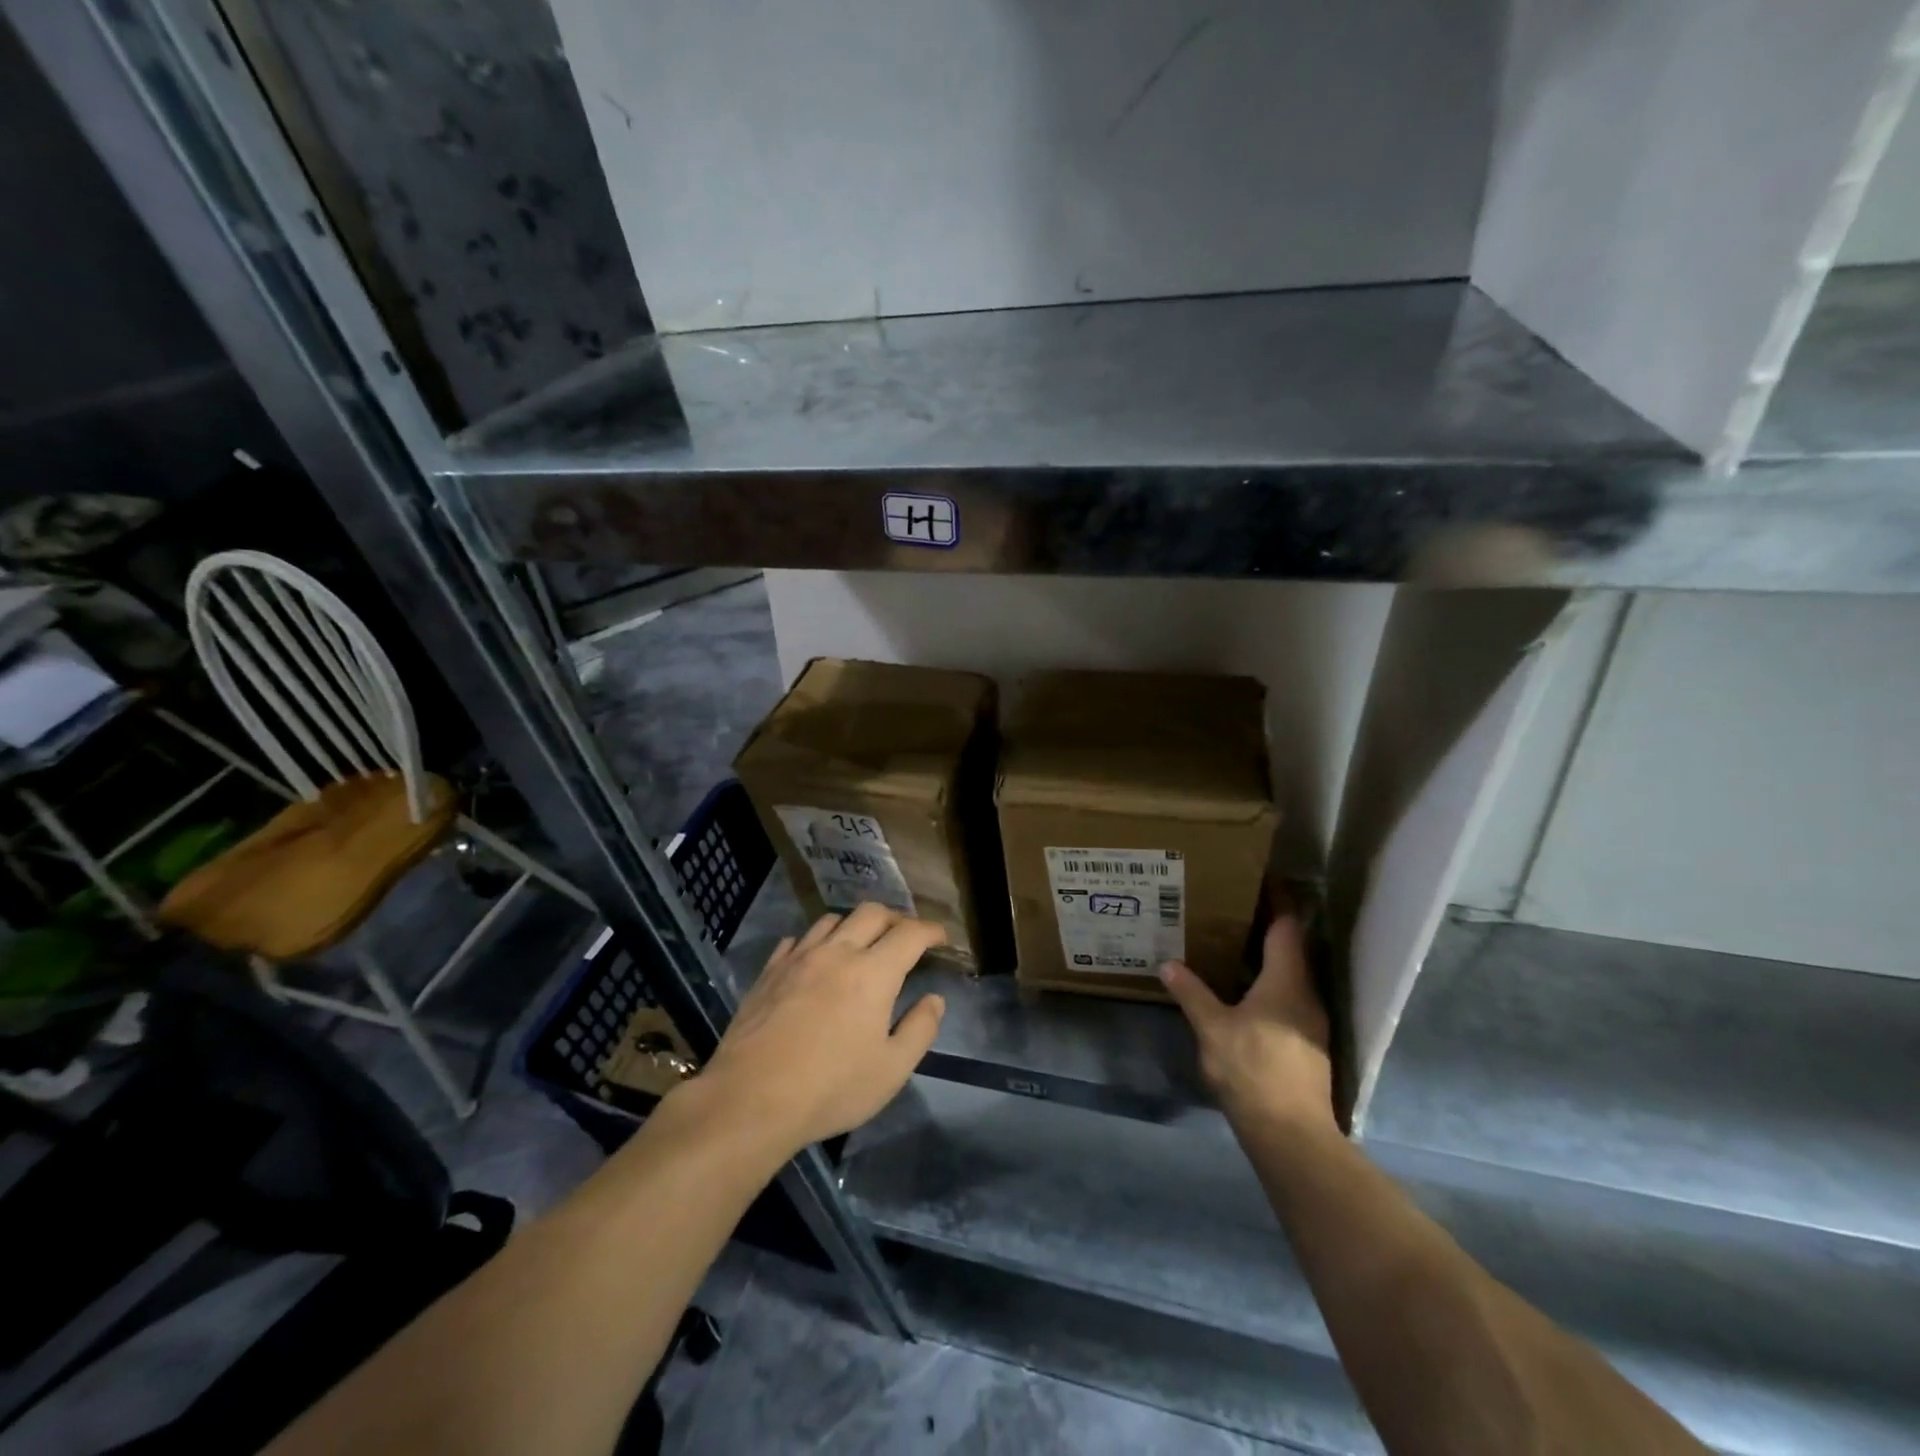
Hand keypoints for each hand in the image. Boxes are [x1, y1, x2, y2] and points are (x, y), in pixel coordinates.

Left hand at [696, 903, 946, 1153]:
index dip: (931, 931)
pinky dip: (816, 941)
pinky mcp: (770, 971)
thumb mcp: (891, 1070)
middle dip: (895, 918)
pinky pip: (797, 939)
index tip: (941, 938)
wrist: (751, 1099)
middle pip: (872, 913)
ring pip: (832, 919)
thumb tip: (934, 999)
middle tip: (904, 937)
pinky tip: (815, 960)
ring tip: (860, 944)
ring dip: (854, 925)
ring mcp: (799, 958)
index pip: (910, 934)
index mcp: (873, 973)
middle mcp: (838, 952)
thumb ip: (920, 1030)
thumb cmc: (831, 1088)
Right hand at [1161, 913, 1335, 1136]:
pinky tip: (1245, 995)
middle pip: (1291, 949)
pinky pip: (1288, 1000)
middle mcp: (1306, 994)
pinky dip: (1268, 986)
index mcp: (1286, 980)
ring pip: (1290, 977)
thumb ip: (1191, 992)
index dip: (1277, 900)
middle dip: (1266, 928)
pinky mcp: (1307, 1045)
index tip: (1261, 878)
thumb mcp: (1211, 1027)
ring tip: (1234, 948)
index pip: (1287, 926)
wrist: (1290, 1133)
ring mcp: (1311, 1022)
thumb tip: (1168, 964)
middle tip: (1233, 910)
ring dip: (1267, 960)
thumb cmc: (1252, 1069)